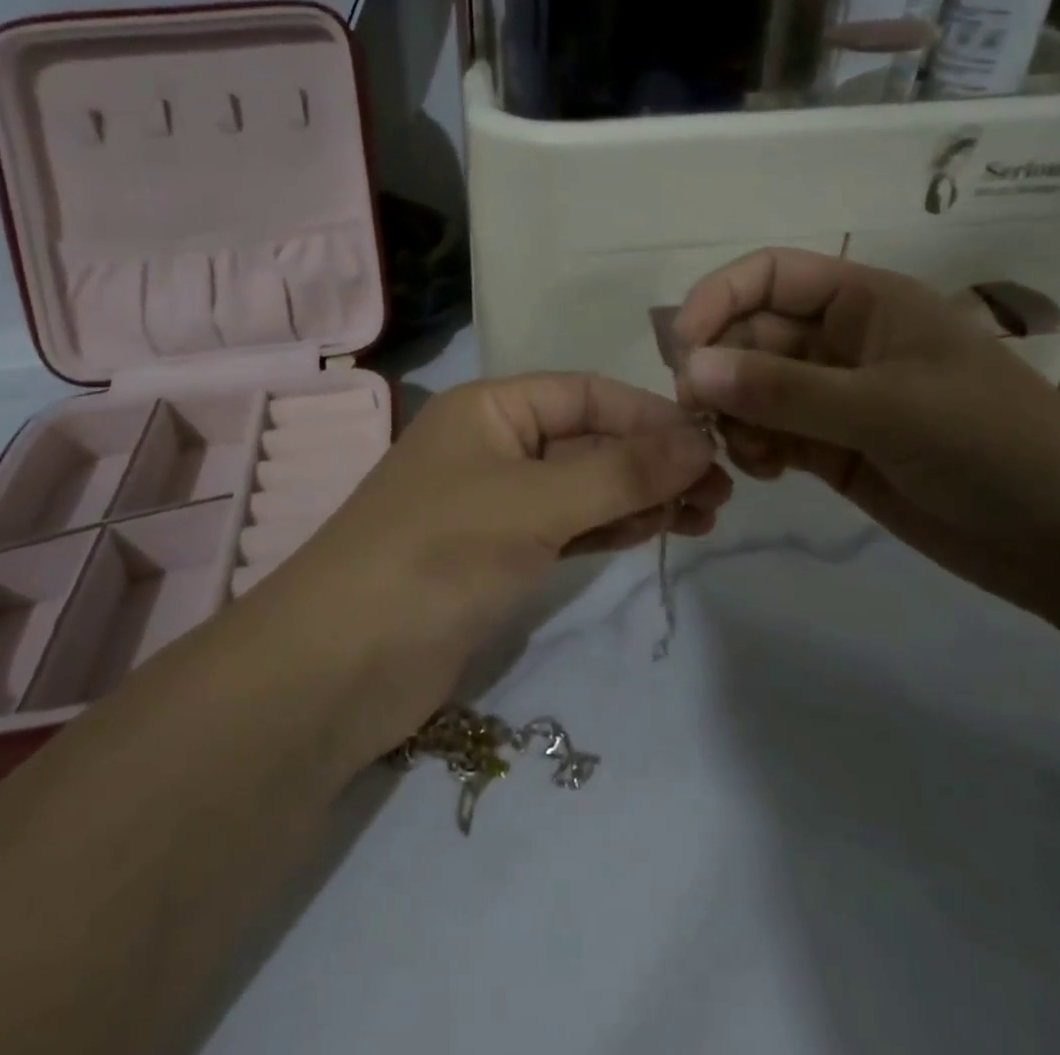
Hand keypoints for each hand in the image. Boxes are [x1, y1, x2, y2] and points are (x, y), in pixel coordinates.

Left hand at [260, 374, 729, 758]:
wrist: (339, 665)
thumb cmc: (436, 554)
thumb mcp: (533, 503)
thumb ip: (619, 471)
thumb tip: (700, 440)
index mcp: (492, 408)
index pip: (587, 395)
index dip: (650, 416)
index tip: (712, 445)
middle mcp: (494, 445)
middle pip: (590, 440)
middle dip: (653, 460)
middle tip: (721, 491)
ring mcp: (496, 503)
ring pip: (584, 486)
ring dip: (641, 495)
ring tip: (706, 513)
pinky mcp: (499, 556)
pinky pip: (569, 527)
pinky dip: (611, 527)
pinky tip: (658, 529)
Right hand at [673, 249, 1059, 631]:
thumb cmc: (991, 445)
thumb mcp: (885, 409)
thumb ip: (782, 389)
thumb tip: (688, 368)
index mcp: (864, 301)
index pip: (769, 275)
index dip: (718, 298)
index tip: (681, 348)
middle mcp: (841, 340)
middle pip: (750, 334)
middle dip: (719, 370)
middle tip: (700, 417)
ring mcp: (834, 396)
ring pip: (751, 388)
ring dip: (733, 415)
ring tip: (747, 454)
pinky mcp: (831, 446)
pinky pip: (768, 433)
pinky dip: (753, 447)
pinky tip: (764, 472)